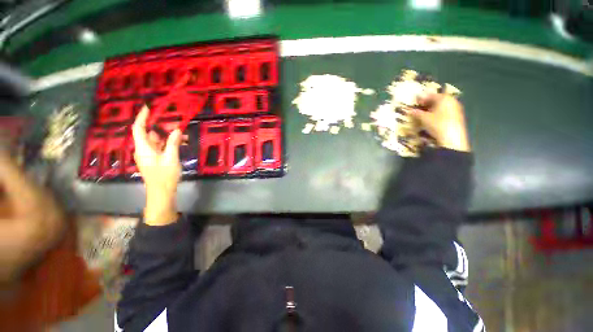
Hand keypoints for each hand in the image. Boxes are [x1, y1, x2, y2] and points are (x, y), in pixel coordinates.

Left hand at [132, 106, 181, 225]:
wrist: (162, 192)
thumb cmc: (164, 176)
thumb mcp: (171, 158)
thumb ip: (173, 143)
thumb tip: (176, 130)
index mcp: (143, 148)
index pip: (139, 129)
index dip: (142, 117)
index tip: (148, 108)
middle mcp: (143, 149)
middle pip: (149, 134)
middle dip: (162, 128)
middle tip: (176, 123)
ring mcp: (148, 155)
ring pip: (157, 141)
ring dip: (168, 137)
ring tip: (183, 135)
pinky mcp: (154, 159)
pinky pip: (160, 147)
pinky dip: (169, 144)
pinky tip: (180, 143)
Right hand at [409, 93, 470, 151]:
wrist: (452, 138)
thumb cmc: (437, 124)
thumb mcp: (424, 118)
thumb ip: (416, 113)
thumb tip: (409, 110)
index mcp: (444, 98)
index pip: (431, 95)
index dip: (422, 98)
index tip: (415, 102)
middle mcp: (451, 101)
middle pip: (438, 99)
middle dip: (428, 103)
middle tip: (419, 107)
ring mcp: (456, 109)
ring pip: (442, 106)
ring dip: (433, 108)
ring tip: (424, 114)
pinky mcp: (457, 117)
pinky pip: (445, 112)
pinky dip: (438, 113)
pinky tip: (432, 119)